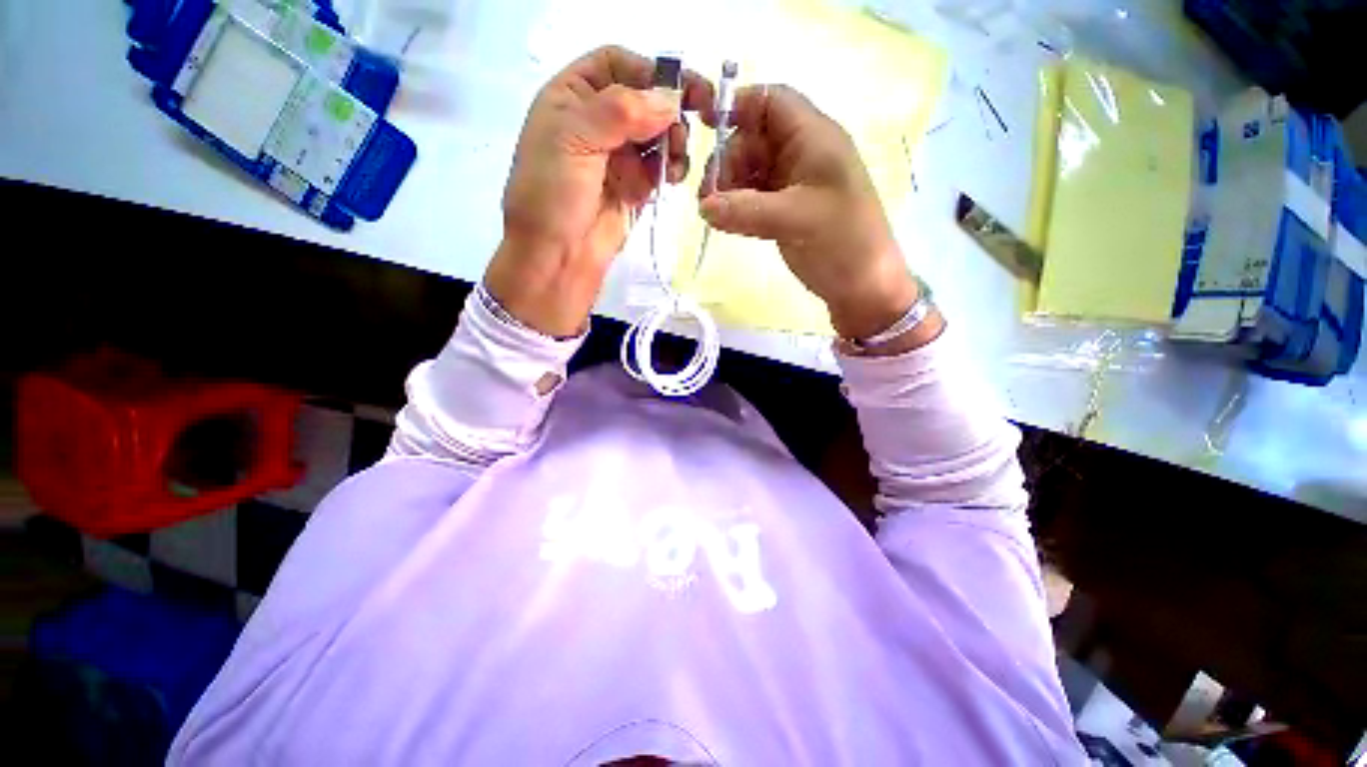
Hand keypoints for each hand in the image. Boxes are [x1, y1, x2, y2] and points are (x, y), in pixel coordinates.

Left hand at [484, 46, 712, 336]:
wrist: (557, 257)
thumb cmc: (552, 194)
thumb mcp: (574, 138)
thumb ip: (621, 110)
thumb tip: (672, 99)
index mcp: (572, 97)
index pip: (616, 63)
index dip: (648, 70)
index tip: (681, 90)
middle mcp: (597, 122)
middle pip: (643, 98)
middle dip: (668, 109)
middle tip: (687, 127)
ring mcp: (617, 157)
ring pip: (657, 133)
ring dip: (674, 139)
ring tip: (677, 157)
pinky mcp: (635, 188)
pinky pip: (661, 167)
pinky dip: (673, 166)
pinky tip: (674, 175)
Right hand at [699, 85, 936, 346]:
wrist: (863, 286)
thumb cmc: (842, 241)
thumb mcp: (795, 219)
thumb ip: (746, 211)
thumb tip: (704, 207)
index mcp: (815, 138)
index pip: (772, 101)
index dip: (739, 106)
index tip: (705, 127)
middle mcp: (802, 154)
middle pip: (753, 139)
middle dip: (728, 161)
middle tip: (711, 196)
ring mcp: (792, 185)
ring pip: (750, 171)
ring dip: (729, 188)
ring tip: (716, 215)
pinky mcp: (784, 212)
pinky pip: (753, 199)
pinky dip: (737, 208)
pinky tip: (727, 223)